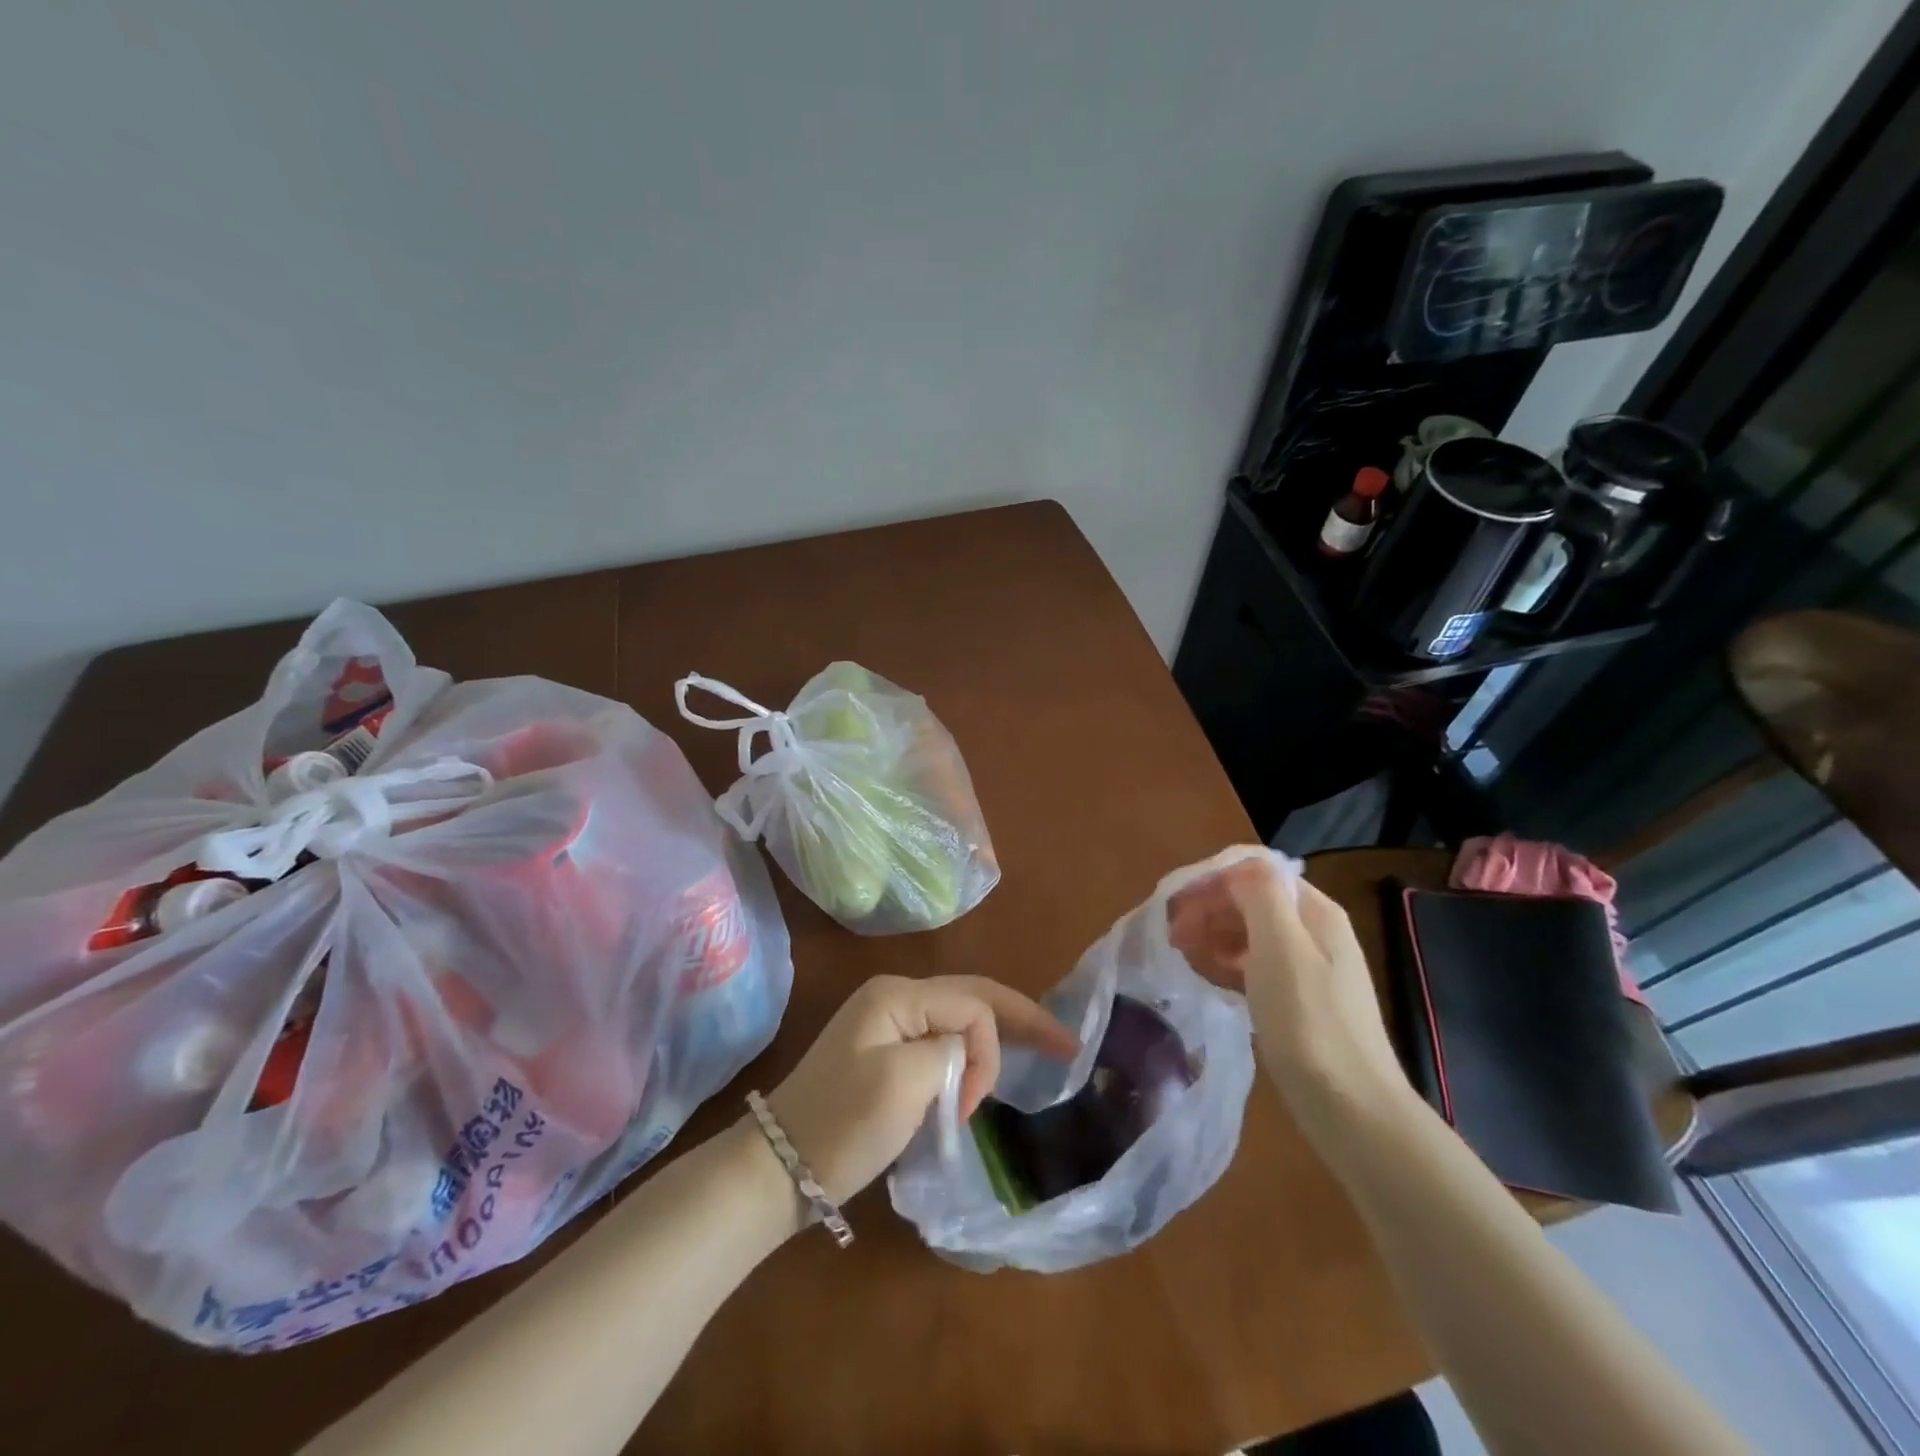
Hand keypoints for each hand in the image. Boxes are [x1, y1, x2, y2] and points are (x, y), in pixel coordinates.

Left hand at [765, 974, 1078, 1204]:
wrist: (778, 1167)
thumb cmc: (842, 1123)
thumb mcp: (904, 1082)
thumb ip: (951, 1051)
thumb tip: (964, 1054)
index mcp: (898, 994)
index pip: (972, 1005)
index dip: (990, 1049)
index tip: (975, 1104)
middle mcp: (895, 998)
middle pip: (971, 999)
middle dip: (1018, 1019)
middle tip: (1065, 1044)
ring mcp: (886, 1025)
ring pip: (957, 1021)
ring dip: (990, 1044)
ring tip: (1030, 1058)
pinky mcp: (883, 1055)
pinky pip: (939, 1043)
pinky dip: (966, 1059)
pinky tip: (983, 1074)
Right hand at [1167, 853, 1410, 1137]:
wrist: (1352, 1109)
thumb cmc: (1310, 1022)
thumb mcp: (1281, 947)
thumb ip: (1259, 894)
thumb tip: (1238, 866)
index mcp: (1314, 911)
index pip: (1254, 873)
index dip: (1212, 882)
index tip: (1175, 908)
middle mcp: (1314, 931)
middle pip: (1251, 901)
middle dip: (1208, 910)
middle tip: (1172, 938)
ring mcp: (1308, 969)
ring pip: (1249, 934)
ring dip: (1214, 936)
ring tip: (1183, 957)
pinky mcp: (1298, 1002)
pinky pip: (1254, 966)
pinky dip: (1228, 965)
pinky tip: (1209, 979)